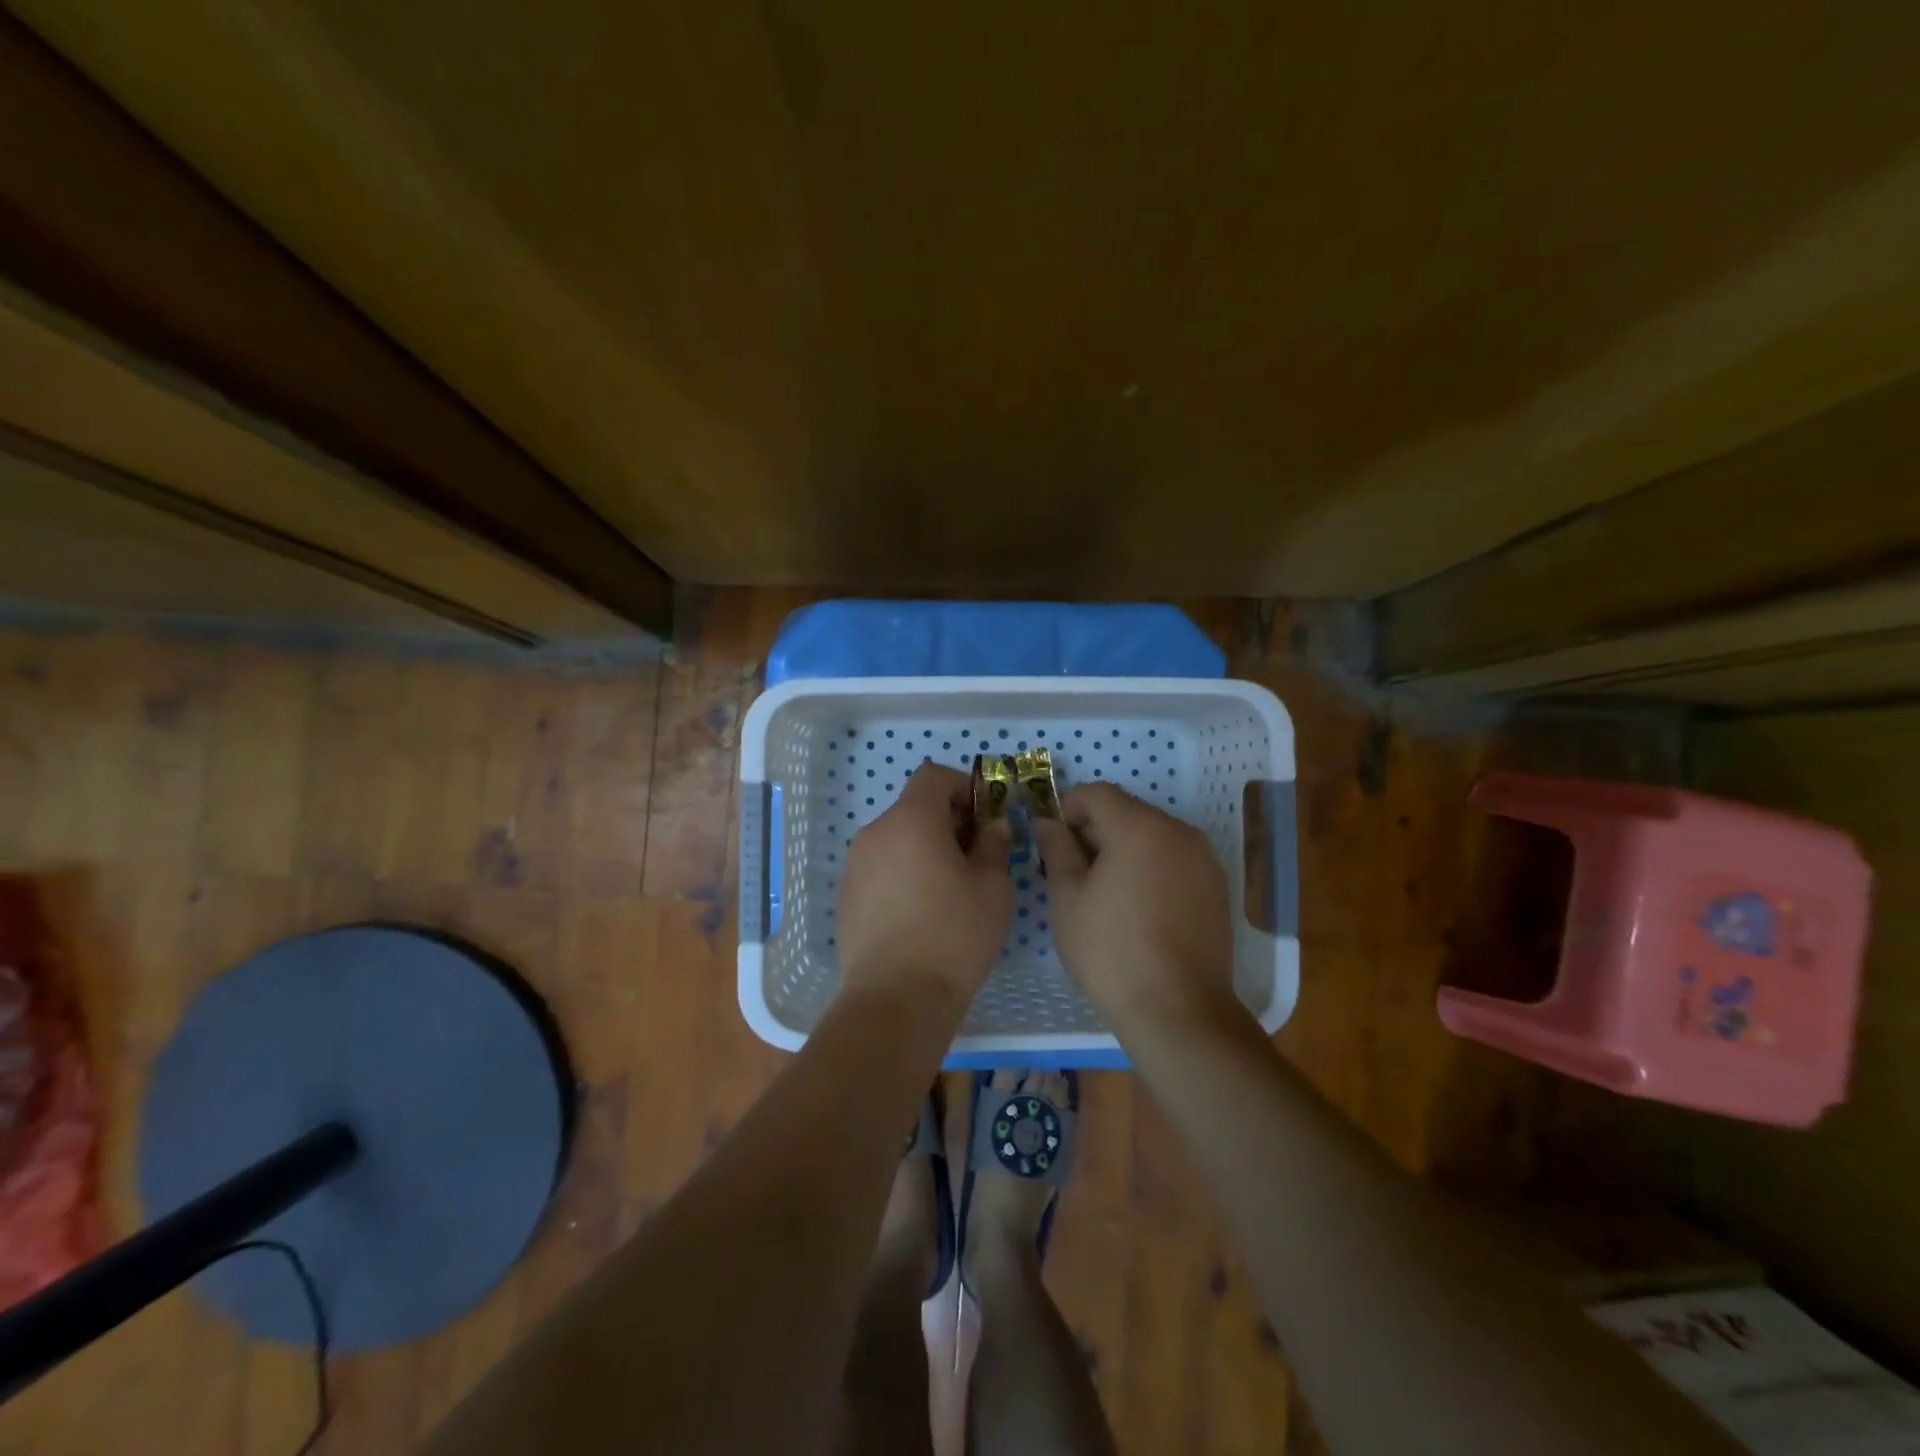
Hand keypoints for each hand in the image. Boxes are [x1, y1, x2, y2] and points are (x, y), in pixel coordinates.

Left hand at [837, 761, 1013, 1010]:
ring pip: (897, 839)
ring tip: (948, 891)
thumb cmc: (953, 936)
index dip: (963, 787)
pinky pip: (881, 868)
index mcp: (911, 820)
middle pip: (914, 808)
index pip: (934, 776)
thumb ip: (994, 845)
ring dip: (924, 849)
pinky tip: (920, 913)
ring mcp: (855, 865)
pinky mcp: (846, 896)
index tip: (983, 818)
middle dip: (947, 822)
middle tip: (974, 858)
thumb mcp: (992, 887)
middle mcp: (875, 833)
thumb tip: (991, 826)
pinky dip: (903, 873)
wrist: (894, 1000)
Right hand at [1031, 783, 1239, 1032]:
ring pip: (1152, 835)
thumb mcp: (1067, 899)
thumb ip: (1056, 849)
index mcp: (1139, 827)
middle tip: (1073, 871)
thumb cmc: (1111, 953)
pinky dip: (1151, 866)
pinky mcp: (1217, 886)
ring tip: (1106, 893)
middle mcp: (1178, 831)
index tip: (1054, 843)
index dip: (1068, 808)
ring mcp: (1204, 858)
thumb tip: (1047, 822)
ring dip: (1124, 848)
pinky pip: (1174, 858)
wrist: (1179, 1012)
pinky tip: (1139, 908)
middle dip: (1095, 830)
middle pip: (1127, 811)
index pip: (1097, 793)